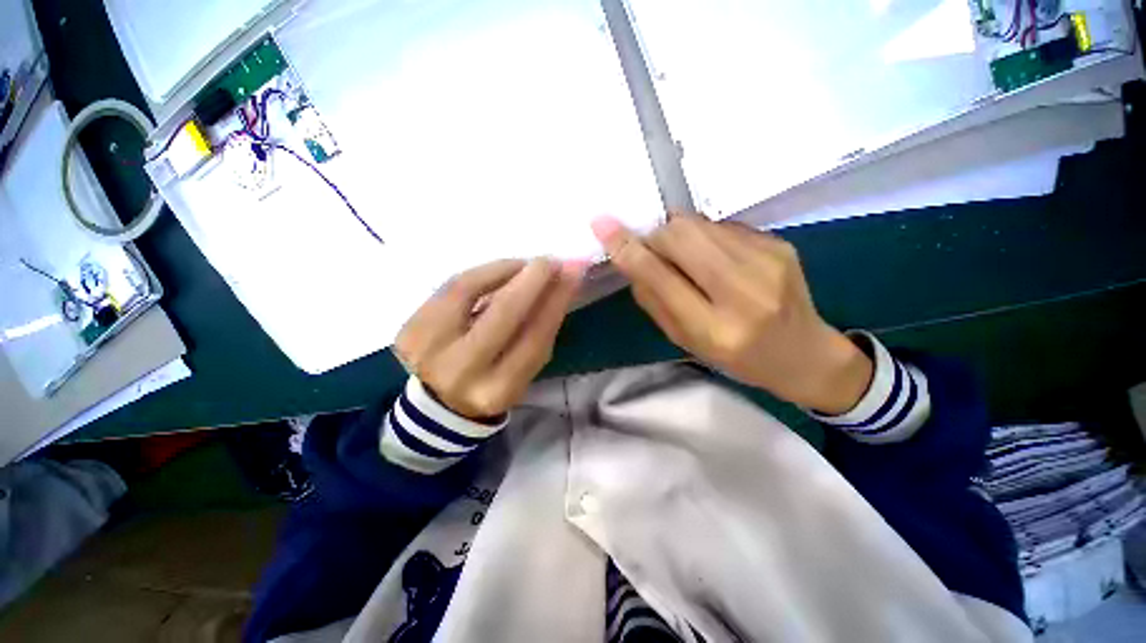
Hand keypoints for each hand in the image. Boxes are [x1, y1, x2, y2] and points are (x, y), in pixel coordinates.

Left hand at [395, 258, 585, 420]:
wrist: (441, 400)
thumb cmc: (495, 381)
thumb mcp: (525, 367)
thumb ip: (542, 328)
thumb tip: (563, 281)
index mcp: (497, 390)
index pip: (534, 337)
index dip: (554, 301)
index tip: (571, 274)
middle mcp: (460, 372)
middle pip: (501, 313)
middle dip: (530, 280)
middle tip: (549, 261)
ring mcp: (427, 348)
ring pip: (468, 289)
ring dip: (502, 269)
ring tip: (524, 264)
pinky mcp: (408, 329)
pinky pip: (449, 286)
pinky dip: (478, 274)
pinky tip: (498, 271)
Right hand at [592, 213, 871, 414]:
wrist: (803, 353)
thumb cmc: (736, 357)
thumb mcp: (686, 341)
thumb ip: (654, 300)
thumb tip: (631, 259)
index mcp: (714, 329)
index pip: (660, 277)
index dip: (628, 248)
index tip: (603, 226)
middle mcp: (744, 291)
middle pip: (682, 234)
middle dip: (656, 235)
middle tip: (651, 249)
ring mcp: (767, 260)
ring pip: (700, 224)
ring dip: (679, 235)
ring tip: (685, 258)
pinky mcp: (779, 243)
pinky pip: (722, 226)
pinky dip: (705, 237)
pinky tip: (715, 258)